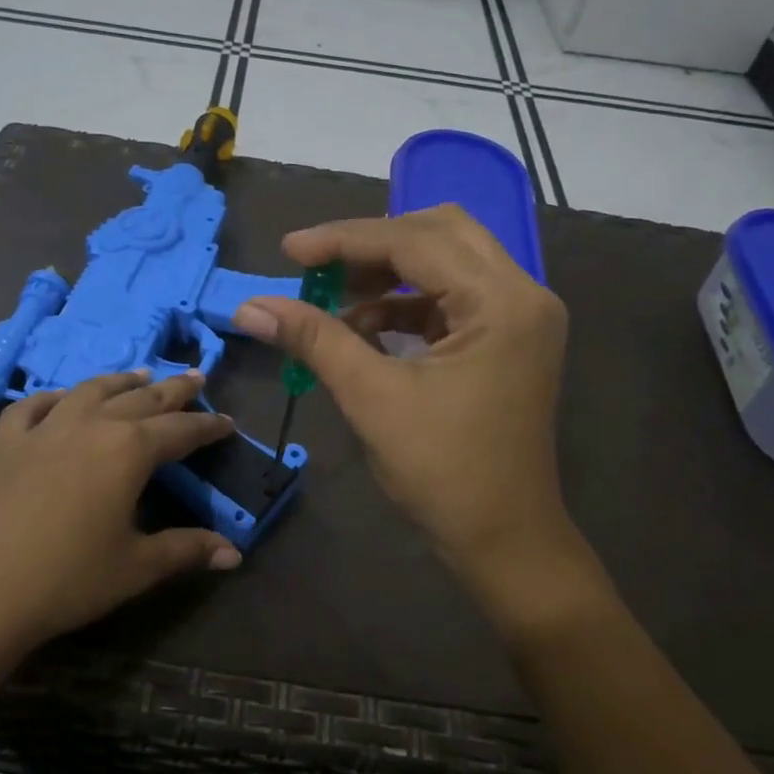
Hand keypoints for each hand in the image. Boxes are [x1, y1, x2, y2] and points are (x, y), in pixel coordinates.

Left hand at [0, 370, 240, 664]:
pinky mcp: (3, 442)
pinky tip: (63, 400)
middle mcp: (89, 425)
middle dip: (173, 390)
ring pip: (90, 391)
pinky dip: (56, 397)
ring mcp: (42, 428)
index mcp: (128, 450)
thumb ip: (187, 551)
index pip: (180, 431)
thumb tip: (235, 554)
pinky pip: (34, 405)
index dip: (208, 428)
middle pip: (141, 399)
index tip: (228, 422)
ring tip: (140, 377)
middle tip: (196, 378)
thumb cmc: (64, 580)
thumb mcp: (135, 568)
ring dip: (121, 382)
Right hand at [235, 205, 601, 633]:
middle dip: (372, 246)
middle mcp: (523, 294)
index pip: (416, 242)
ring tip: (333, 301)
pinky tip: (363, 327)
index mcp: (501, 303)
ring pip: (447, 261)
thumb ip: (314, 340)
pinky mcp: (508, 339)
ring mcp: (520, 317)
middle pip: (440, 233)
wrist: (504, 540)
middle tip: (317, 266)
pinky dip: (406, 304)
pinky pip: (451, 298)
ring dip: (388, 274)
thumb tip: (250, 307)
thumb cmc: (443, 473)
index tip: (290, 250)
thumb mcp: (372, 399)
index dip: (345, 240)